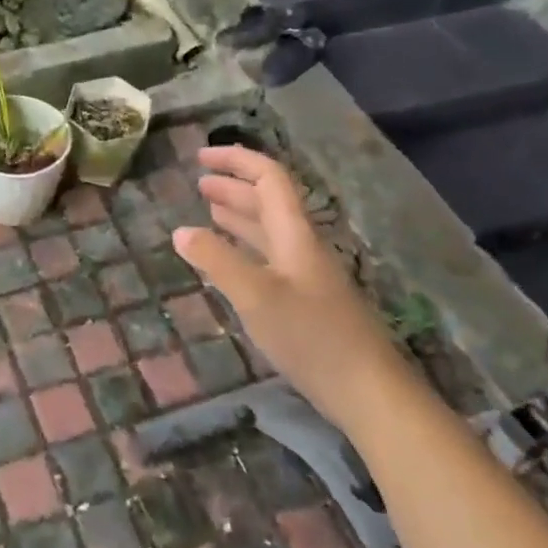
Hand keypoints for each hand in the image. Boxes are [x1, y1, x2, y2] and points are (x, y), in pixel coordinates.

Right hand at [172, 145, 410, 429]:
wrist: (367, 391)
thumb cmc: (311, 336)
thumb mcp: (255, 296)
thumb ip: (217, 261)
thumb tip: (180, 231)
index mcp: (294, 234)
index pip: (269, 178)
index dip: (236, 161)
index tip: (200, 156)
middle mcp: (301, 246)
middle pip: (267, 201)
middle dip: (232, 186)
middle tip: (197, 182)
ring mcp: (305, 274)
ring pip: (267, 230)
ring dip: (238, 214)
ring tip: (207, 208)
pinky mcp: (304, 300)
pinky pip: (267, 257)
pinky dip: (243, 246)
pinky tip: (228, 259)